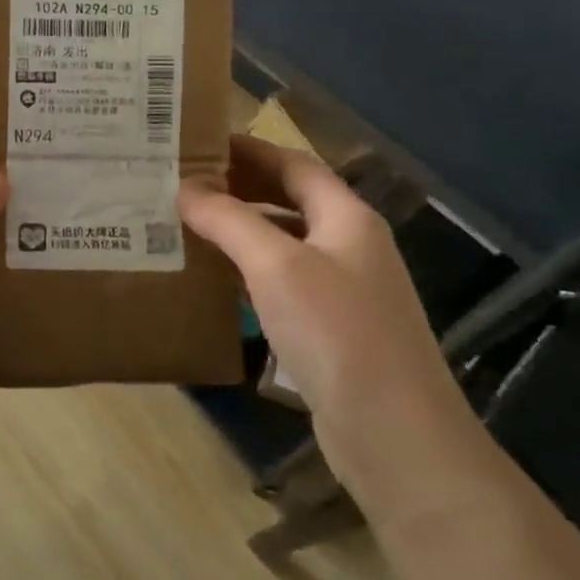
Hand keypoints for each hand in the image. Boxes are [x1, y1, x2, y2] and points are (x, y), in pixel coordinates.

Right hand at [178, 136, 466, 495]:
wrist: (395, 434)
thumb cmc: (336, 332)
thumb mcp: (275, 265)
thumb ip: (228, 220)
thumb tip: (185, 189)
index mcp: (346, 217)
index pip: (293, 164)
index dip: (248, 150)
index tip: (199, 144)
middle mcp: (350, 246)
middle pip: (290, 201)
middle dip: (240, 188)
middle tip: (185, 184)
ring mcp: (344, 291)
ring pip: (284, 244)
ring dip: (241, 232)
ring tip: (189, 226)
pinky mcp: (333, 330)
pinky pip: (284, 284)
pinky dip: (249, 273)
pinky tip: (216, 282)